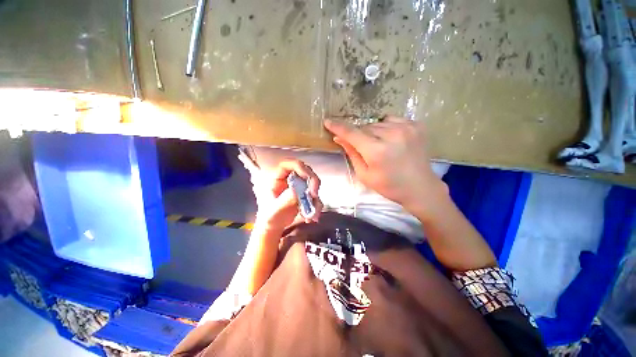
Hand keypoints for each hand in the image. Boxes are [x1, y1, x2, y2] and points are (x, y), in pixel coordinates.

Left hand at [241, 158, 323, 232]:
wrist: (273, 226)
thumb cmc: (269, 216)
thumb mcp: (274, 210)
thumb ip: (284, 200)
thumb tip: (296, 191)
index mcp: (278, 177)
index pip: (291, 164)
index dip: (302, 168)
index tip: (309, 179)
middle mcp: (289, 179)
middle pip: (306, 172)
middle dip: (313, 183)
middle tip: (314, 195)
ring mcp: (298, 186)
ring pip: (313, 185)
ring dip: (316, 199)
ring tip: (312, 214)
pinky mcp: (305, 195)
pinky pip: (315, 197)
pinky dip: (316, 206)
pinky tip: (311, 217)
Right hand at [324, 116, 446, 217]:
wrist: (420, 188)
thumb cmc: (389, 186)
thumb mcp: (365, 174)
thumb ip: (352, 153)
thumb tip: (339, 138)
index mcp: (377, 151)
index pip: (352, 133)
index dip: (338, 127)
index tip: (328, 122)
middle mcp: (392, 135)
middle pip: (365, 127)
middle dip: (359, 135)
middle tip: (363, 148)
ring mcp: (406, 127)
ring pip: (377, 123)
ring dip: (373, 132)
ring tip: (379, 145)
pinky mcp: (416, 125)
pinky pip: (392, 120)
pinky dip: (386, 127)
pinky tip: (390, 139)